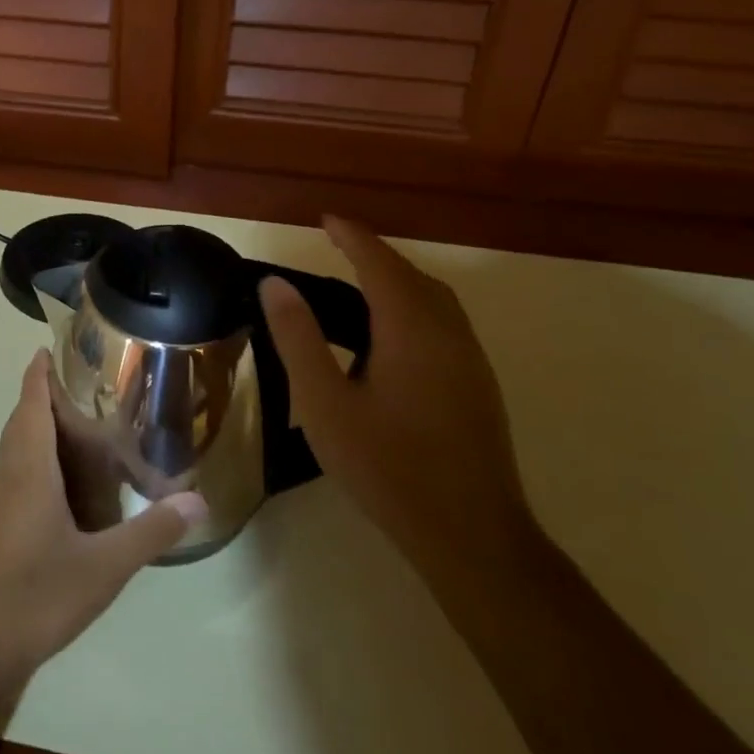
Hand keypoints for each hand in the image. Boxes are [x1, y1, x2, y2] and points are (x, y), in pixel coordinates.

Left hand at [0, 351, 206, 689]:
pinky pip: (20, 470)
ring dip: (44, 425)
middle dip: (48, 393)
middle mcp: (11, 474)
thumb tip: (199, 501)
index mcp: (29, 467)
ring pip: (20, 445)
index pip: (31, 401)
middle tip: (91, 382)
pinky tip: (70, 481)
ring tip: (87, 422)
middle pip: (24, 417)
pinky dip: (42, 456)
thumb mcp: (103, 566)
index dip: (40, 370)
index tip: (56, 344)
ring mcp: (0, 501)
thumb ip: (150, 532)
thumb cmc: (34, 596)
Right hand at [259, 218, 534, 586]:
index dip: (351, 235)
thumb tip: (275, 284)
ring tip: (357, 285)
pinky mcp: (478, 383)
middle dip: (373, 254)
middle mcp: (447, 331)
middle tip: (335, 248)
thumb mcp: (324, 403)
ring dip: (396, 280)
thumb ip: (298, 338)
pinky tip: (389, 336)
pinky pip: (442, 322)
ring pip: (433, 298)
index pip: (378, 261)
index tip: (325, 218)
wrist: (471, 535)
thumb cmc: (387, 466)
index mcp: (410, 327)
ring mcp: (470, 358)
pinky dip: (412, 306)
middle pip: (410, 275)